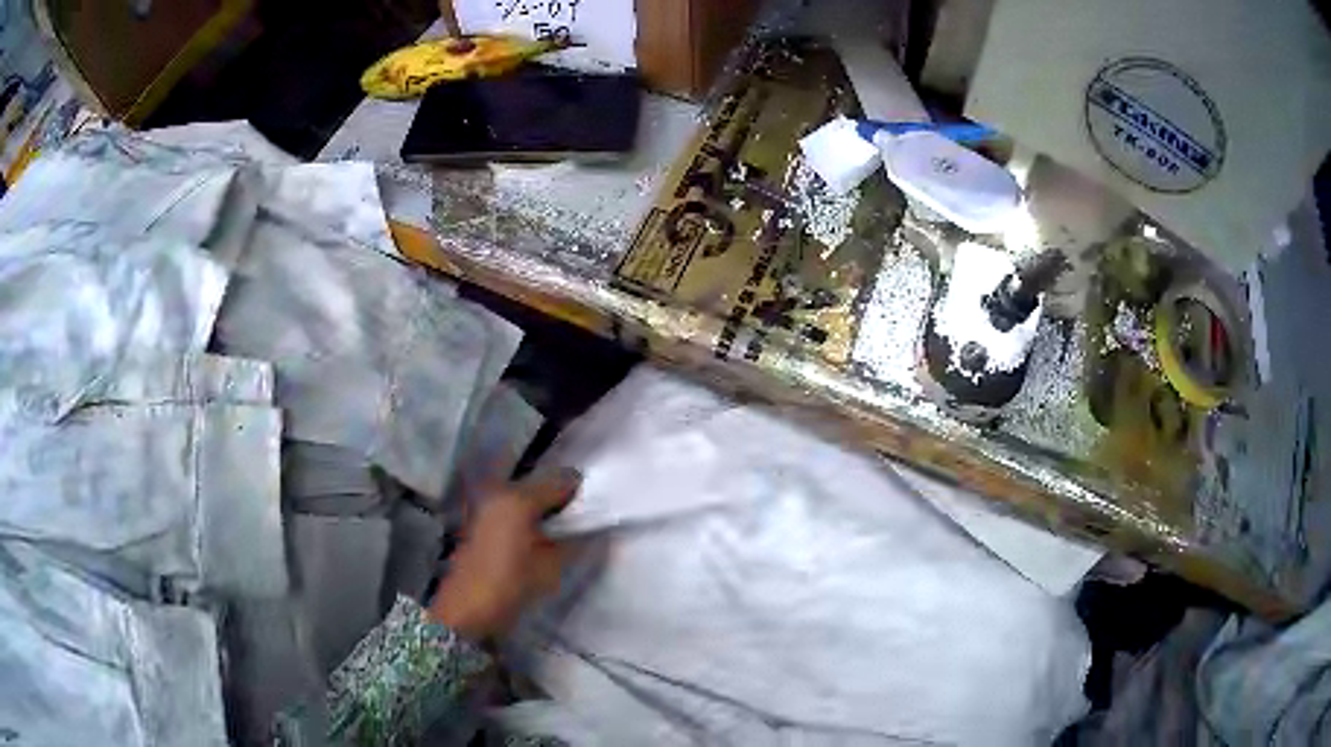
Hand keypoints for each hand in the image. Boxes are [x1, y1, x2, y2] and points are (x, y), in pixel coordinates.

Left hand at [428, 469, 580, 639]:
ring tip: (558, 531)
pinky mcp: (478, 520)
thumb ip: (574, 542)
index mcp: (518, 498)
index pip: (561, 480)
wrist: (465, 609)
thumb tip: (589, 529)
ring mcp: (485, 504)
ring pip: (524, 495)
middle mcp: (500, 492)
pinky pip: (510, 508)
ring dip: (542, 507)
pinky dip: (526, 516)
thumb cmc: (509, 586)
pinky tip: (535, 537)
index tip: (595, 508)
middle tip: (579, 521)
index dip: (580, 492)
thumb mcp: (550, 568)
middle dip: (560, 498)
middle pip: (540, 483)